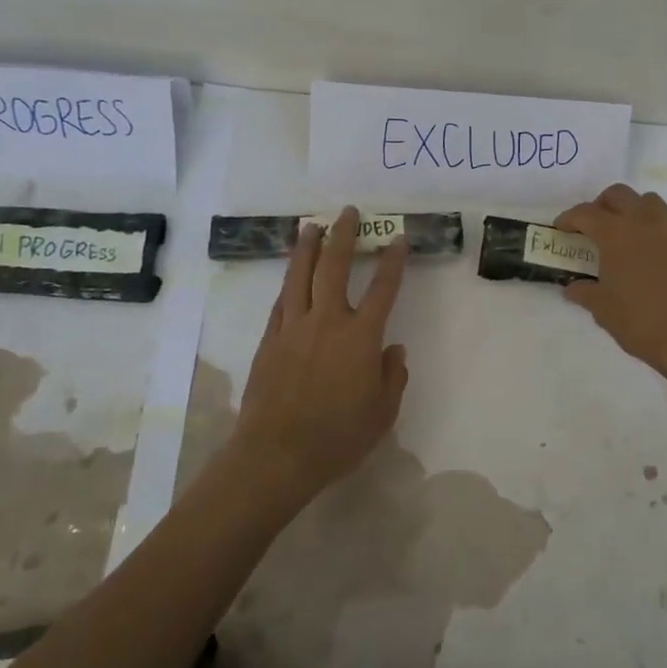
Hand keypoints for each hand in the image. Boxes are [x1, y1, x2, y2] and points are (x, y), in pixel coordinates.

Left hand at [228, 206, 409, 507]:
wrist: (276, 455)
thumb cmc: (338, 437)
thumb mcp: (382, 413)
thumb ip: (393, 377)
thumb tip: (393, 349)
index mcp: (360, 337)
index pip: (382, 289)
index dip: (393, 261)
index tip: (398, 239)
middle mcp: (327, 322)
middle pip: (334, 267)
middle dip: (343, 236)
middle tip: (347, 212)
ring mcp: (293, 328)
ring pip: (299, 277)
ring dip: (307, 248)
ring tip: (310, 226)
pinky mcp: (269, 341)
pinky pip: (280, 302)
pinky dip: (288, 283)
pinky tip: (290, 275)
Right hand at [554, 184, 666, 387]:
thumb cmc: (641, 322)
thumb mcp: (603, 310)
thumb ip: (585, 292)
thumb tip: (572, 288)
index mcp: (615, 234)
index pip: (585, 213)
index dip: (569, 218)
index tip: (561, 229)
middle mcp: (644, 221)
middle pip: (618, 194)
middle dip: (601, 205)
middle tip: (594, 225)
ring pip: (649, 201)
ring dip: (634, 209)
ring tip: (629, 232)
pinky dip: (663, 226)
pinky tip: (660, 246)